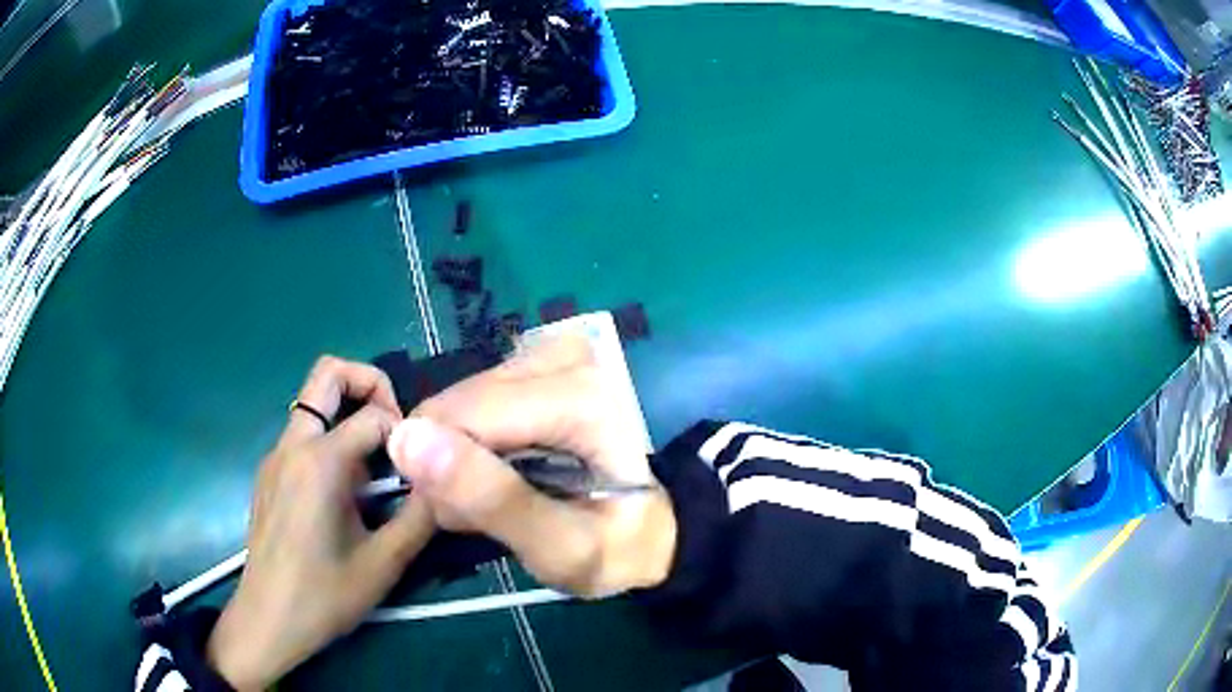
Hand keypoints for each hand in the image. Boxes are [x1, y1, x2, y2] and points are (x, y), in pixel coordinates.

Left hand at [207, 356, 434, 690]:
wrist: (269, 619)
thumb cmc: (325, 595)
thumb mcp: (385, 563)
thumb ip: (421, 515)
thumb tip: (446, 480)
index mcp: (319, 461)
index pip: (374, 415)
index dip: (406, 434)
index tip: (419, 469)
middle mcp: (292, 445)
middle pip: (327, 373)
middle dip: (369, 383)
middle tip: (397, 427)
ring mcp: (275, 457)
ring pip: (313, 404)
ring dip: (350, 415)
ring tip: (376, 470)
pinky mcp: (270, 473)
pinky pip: (304, 434)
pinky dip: (332, 440)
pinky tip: (346, 493)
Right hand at [387, 335, 676, 597]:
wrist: (649, 532)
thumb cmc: (615, 549)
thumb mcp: (559, 548)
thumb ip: (489, 499)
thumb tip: (406, 440)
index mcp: (582, 397)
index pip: (463, 415)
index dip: (442, 470)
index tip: (457, 518)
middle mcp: (567, 360)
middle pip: (458, 404)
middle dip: (449, 464)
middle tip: (476, 514)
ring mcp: (552, 357)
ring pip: (457, 402)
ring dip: (457, 456)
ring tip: (491, 497)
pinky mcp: (538, 366)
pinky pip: (470, 400)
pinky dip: (469, 442)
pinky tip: (495, 471)